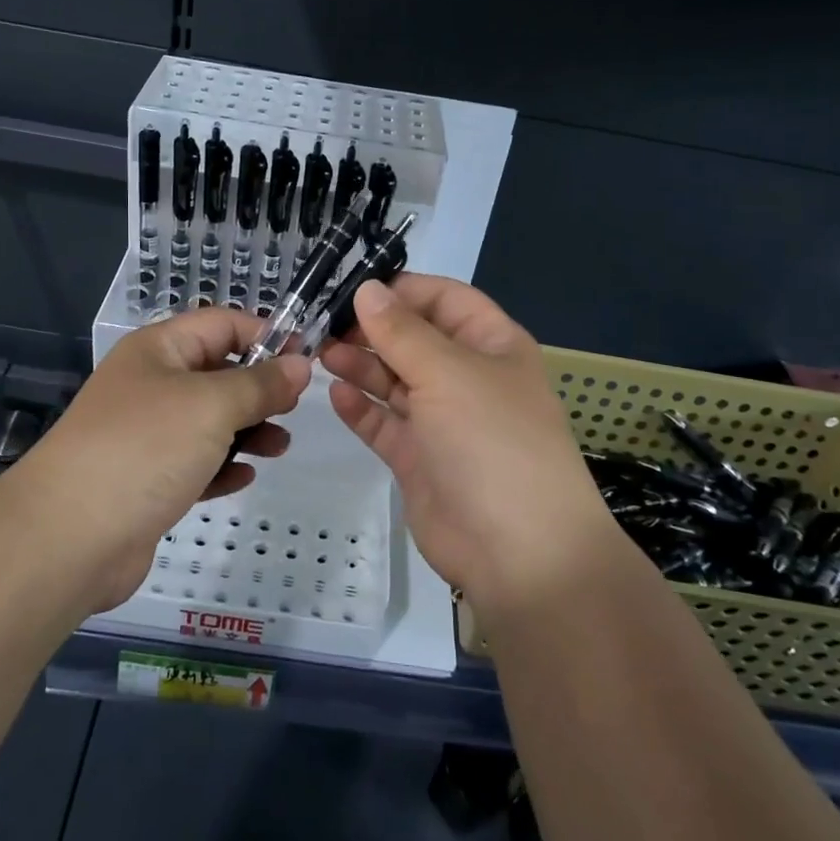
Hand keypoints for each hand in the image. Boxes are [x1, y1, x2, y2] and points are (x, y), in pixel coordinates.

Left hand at [24, 309, 309, 610]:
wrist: (68, 538)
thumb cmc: (144, 449)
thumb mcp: (212, 405)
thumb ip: (261, 384)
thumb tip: (301, 364)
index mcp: (159, 350)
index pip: (221, 323)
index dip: (265, 335)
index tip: (306, 359)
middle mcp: (151, 385)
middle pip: (217, 372)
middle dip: (259, 388)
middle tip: (293, 408)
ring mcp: (146, 435)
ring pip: (210, 421)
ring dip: (248, 430)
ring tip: (279, 446)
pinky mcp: (147, 480)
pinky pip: (196, 463)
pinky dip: (222, 466)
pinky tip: (245, 477)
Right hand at [321, 276, 624, 619]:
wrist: (519, 553)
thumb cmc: (492, 441)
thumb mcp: (448, 373)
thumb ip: (401, 331)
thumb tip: (367, 289)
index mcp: (492, 345)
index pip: (445, 299)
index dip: (403, 289)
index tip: (353, 287)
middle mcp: (468, 377)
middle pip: (414, 339)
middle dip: (372, 328)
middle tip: (322, 323)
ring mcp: (443, 421)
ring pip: (395, 380)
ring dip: (361, 365)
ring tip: (320, 354)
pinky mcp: (420, 459)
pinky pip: (385, 423)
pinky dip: (361, 408)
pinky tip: (335, 394)